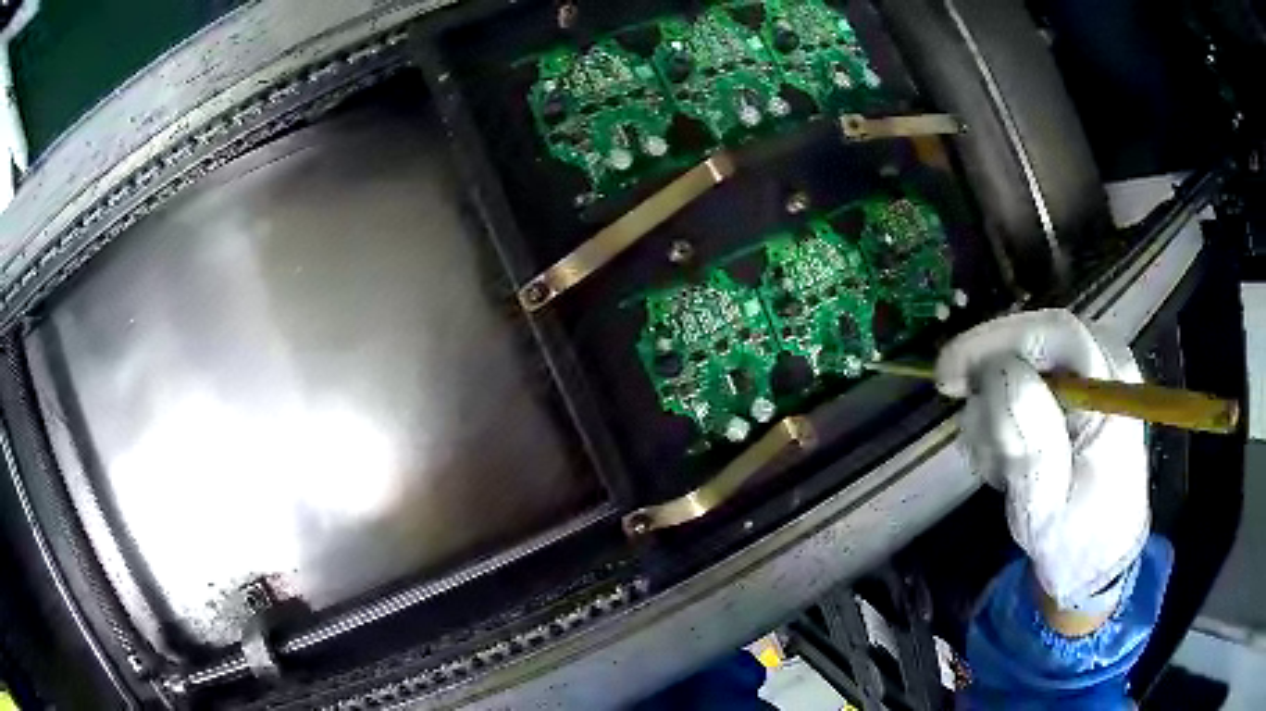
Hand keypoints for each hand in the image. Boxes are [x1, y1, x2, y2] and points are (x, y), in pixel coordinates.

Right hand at [935, 309, 1148, 611]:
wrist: (1094, 560)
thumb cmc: (1076, 541)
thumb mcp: (1047, 504)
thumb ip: (1030, 440)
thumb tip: (997, 373)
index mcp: (1111, 389)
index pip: (1055, 334)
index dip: (997, 342)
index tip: (948, 376)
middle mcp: (1102, 367)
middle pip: (1033, 341)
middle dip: (991, 382)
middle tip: (969, 431)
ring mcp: (1086, 378)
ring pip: (1020, 363)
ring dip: (995, 412)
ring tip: (998, 468)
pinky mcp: (1069, 393)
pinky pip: (1020, 383)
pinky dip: (1000, 419)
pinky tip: (1005, 459)